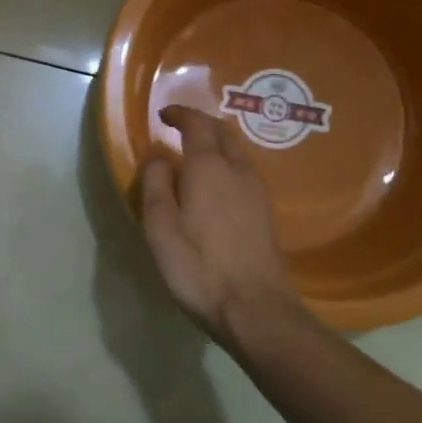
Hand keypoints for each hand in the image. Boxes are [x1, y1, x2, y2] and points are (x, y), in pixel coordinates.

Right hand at [138, 105, 296, 344]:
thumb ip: (155, 184)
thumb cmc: (198, 266)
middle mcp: (238, 170)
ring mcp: (257, 191)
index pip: (197, 124)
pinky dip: (226, 163)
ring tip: (193, 155)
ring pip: (237, 152)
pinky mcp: (266, 213)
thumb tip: (158, 157)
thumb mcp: (160, 226)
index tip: (163, 115)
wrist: (256, 309)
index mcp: (209, 167)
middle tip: (178, 128)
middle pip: (223, 132)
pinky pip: (243, 172)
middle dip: (201, 123)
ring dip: (216, 143)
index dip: (180, 114)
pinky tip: (215, 185)